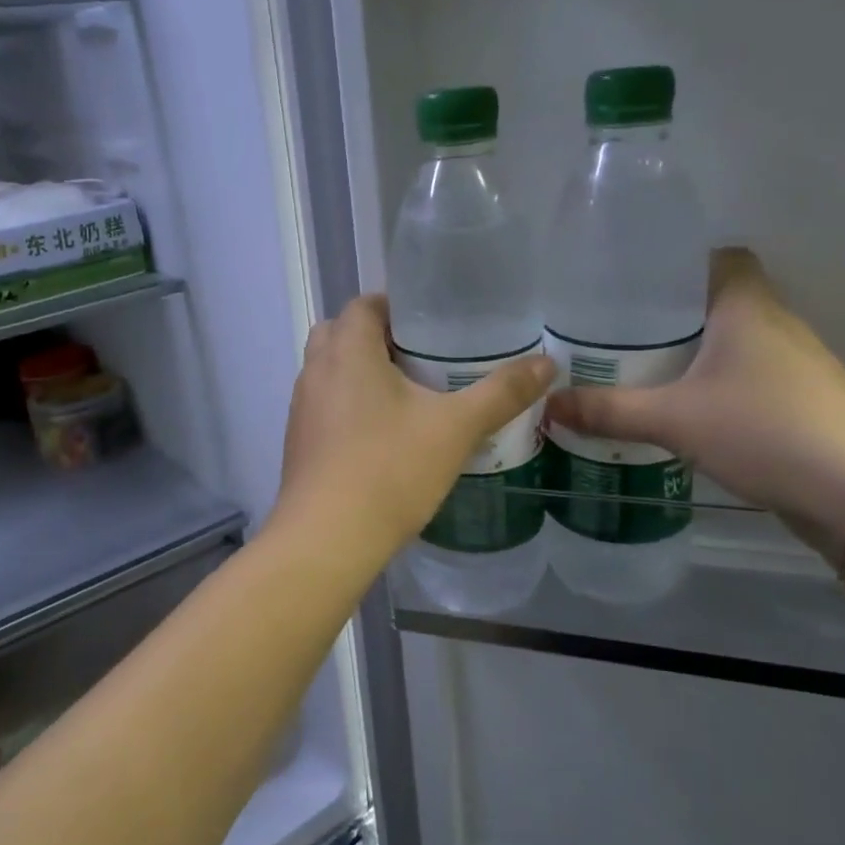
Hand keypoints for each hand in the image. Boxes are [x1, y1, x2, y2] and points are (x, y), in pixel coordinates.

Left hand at [276, 294, 553, 559]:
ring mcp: (301, 408)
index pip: (364, 305)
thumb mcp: (456, 428)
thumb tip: (547, 363)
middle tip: (421, 358)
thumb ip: (501, 393)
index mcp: (348, 351)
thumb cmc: (390, 469)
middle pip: (341, 333)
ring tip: (407, 395)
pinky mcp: (298, 442)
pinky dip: (348, 406)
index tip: (432, 324)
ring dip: (360, 373)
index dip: (396, 307)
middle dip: (377, 338)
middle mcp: (316, 370)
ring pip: (330, 372)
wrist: (327, 539)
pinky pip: (324, 406)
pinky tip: (382, 435)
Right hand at [546, 249, 844, 555]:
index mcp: (747, 306)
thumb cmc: (764, 428)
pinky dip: (714, 382)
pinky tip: (682, 408)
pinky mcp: (800, 402)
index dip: (679, 263)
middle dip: (671, 314)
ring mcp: (794, 365)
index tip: (635, 283)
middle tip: (619, 330)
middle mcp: (775, 323)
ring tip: (640, 367)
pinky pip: (746, 375)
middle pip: (720, 300)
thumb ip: (608, 410)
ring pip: (733, 341)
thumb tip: (547, 406)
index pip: (720, 256)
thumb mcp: (673, 419)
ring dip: (694, 351)